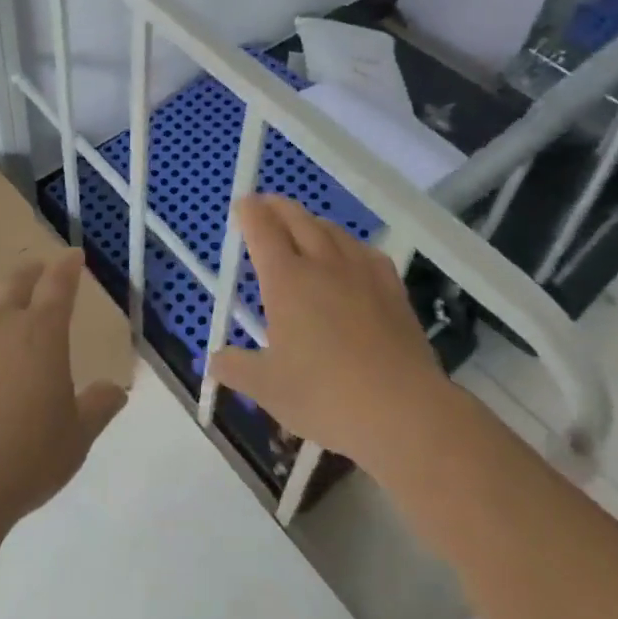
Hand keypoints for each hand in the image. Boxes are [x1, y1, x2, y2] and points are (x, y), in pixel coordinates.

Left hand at [0, 250, 127, 527]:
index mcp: (42, 334)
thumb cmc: (27, 459)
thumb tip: (117, 390)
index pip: (58, 285)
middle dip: (32, 272)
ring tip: (0, 294)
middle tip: (40, 271)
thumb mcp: (77, 437)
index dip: (67, 267)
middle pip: (15, 282)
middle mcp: (1, 324)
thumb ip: (98, 406)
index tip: (74, 256)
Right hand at [210, 195, 452, 474]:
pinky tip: (349, 258)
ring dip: (310, 222)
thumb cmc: (326, 396)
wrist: (404, 411)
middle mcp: (322, 263)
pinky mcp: (391, 287)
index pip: (262, 228)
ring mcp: (361, 272)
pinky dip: (347, 244)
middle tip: (264, 207)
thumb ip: (235, 368)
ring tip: (302, 228)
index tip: (241, 206)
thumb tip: (213, 361)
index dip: (249, 212)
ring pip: (331, 229)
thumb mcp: (268, 389)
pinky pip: (364, 250)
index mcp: (286, 280)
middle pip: (296, 218)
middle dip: (276, 207)